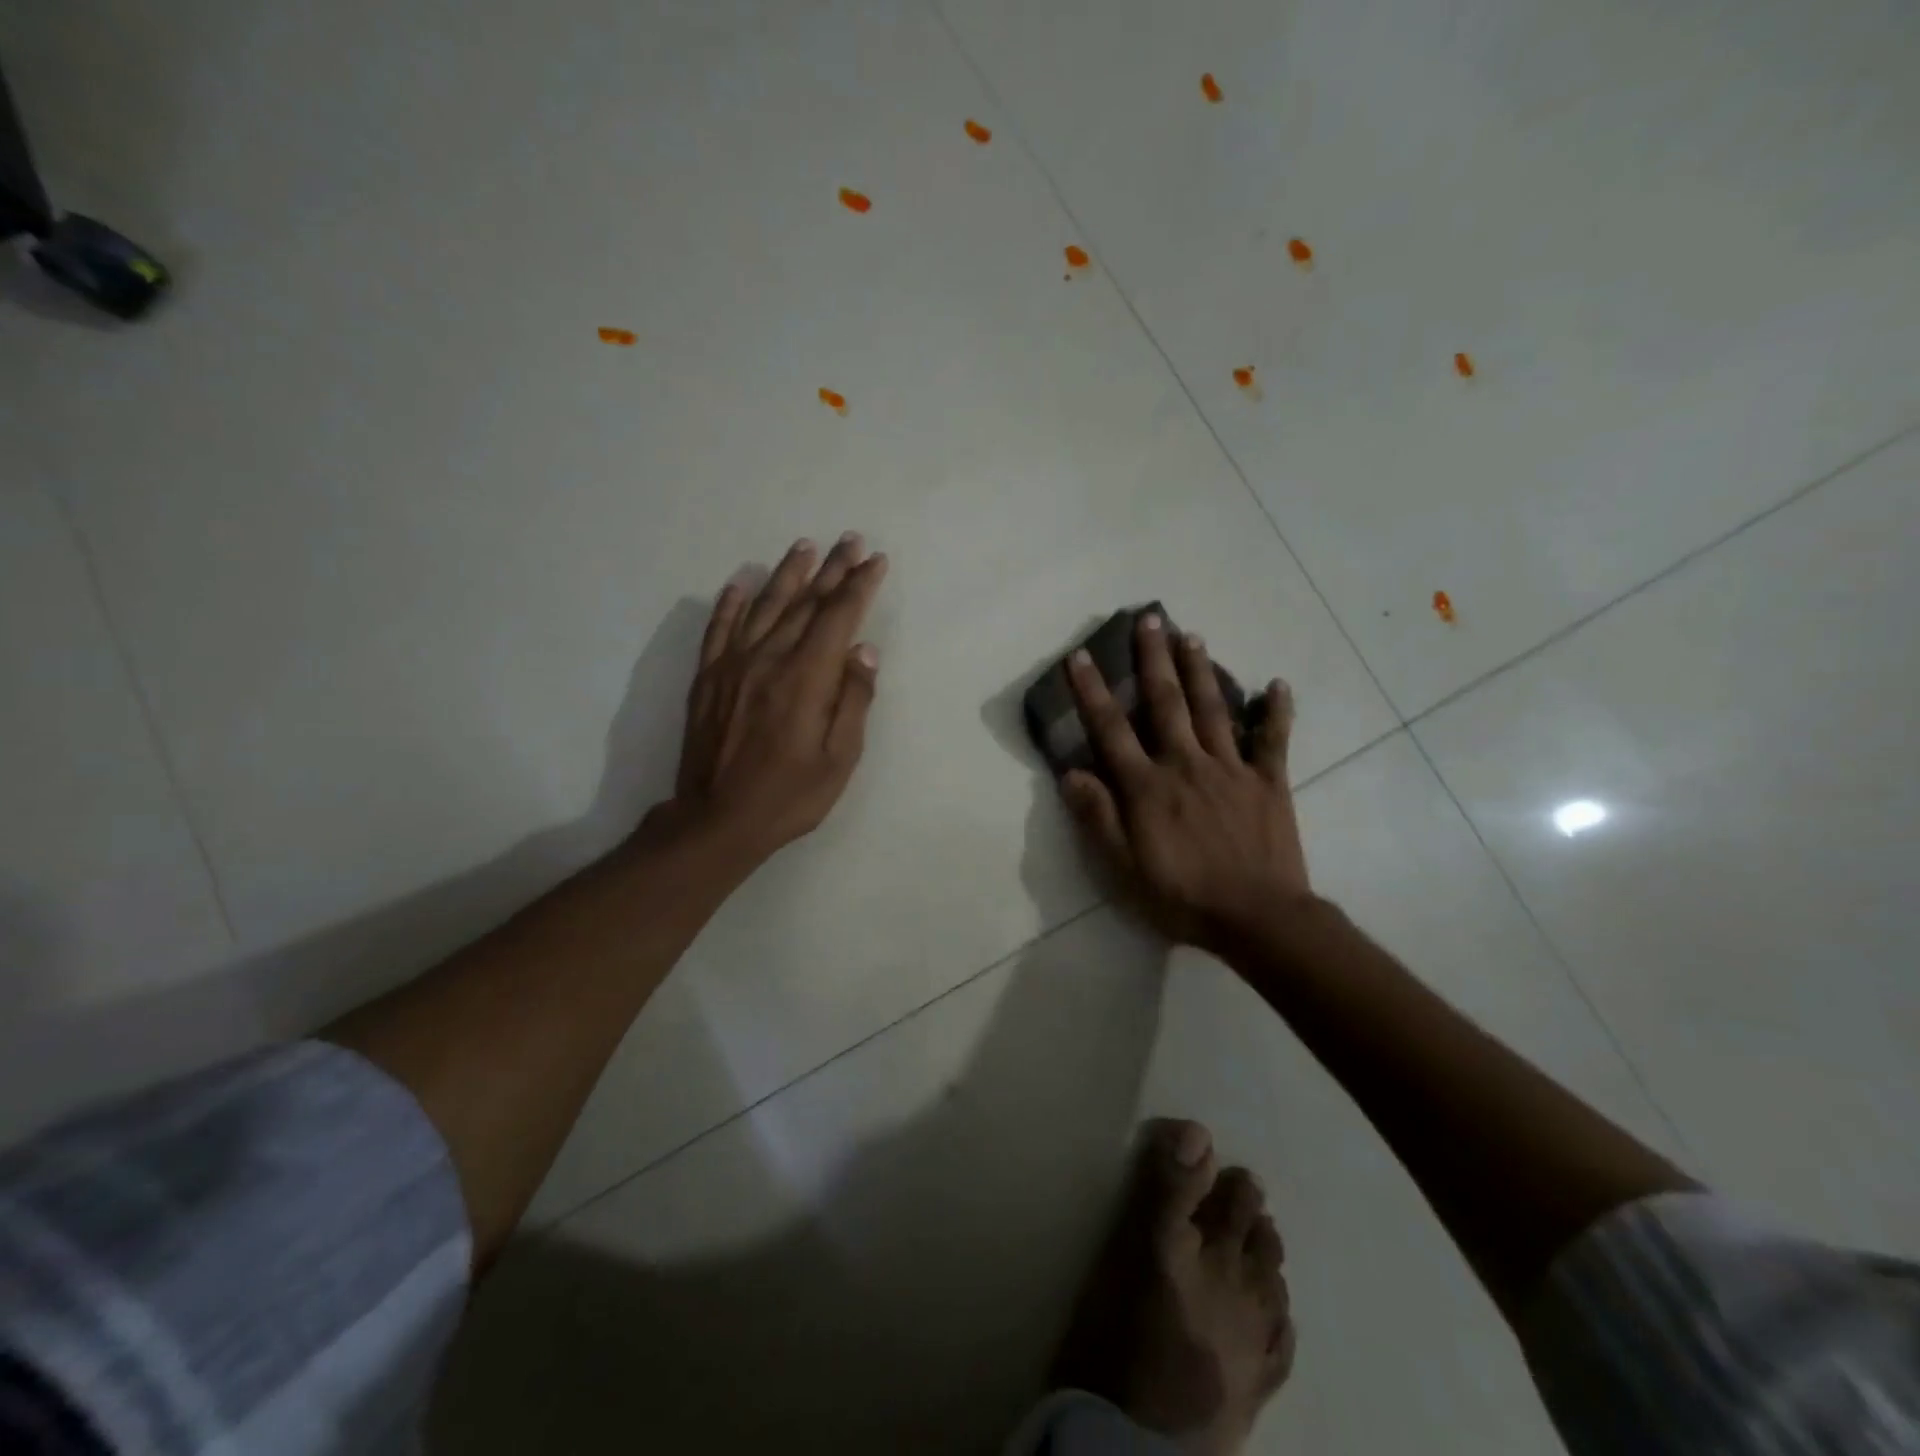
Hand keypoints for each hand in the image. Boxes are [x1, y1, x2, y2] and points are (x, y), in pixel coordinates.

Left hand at [659, 532, 888, 865]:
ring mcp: (732, 665)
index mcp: (806, 678)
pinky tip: (739, 583)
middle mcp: (768, 659)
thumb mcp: (839, 759)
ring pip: (763, 606)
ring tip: (804, 546)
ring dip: (786, 574)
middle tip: (850, 540)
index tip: (876, 561)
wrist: (716, 820)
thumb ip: (853, 700)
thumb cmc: (789, 795)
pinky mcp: (708, 678)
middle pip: (805, 603)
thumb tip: (864, 650)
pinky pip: (718, 629)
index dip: (859, 586)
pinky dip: (729, 603)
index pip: (838, 617)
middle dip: (832, 569)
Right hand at [1061, 613, 1310, 949]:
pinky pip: (1273, 740)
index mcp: (1148, 786)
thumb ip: (1097, 817)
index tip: (1080, 656)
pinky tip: (1278, 684)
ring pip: (1213, 709)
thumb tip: (1070, 773)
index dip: (1092, 691)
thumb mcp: (1123, 867)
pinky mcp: (1268, 782)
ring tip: (1191, 636)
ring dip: (1201, 670)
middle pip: (1166, 702)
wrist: (1257, 918)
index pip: (1112, 730)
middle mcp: (1186, 764)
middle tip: (1149, 618)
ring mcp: (1231, 769)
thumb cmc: (1182, 896)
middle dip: (1153, 659)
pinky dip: (1275, 711)